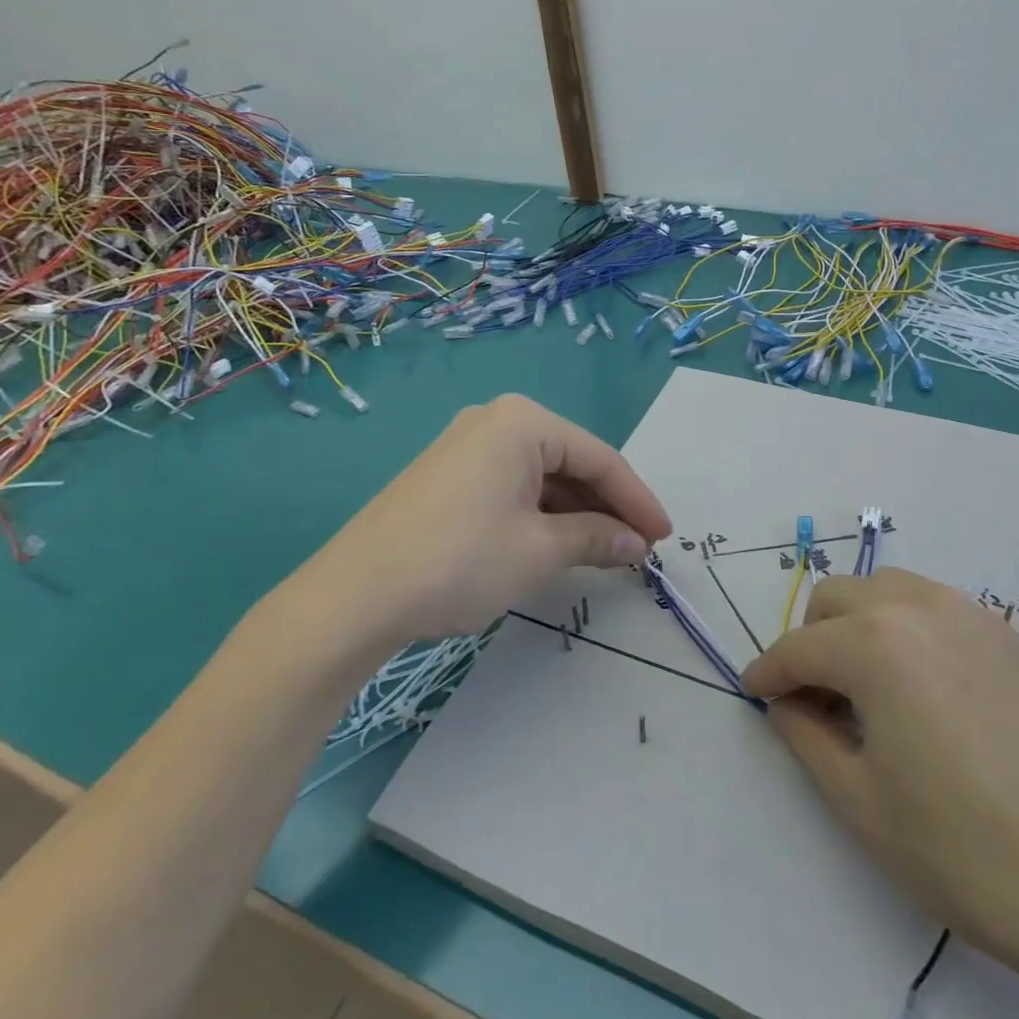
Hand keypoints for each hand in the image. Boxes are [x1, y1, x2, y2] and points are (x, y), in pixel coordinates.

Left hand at [290, 395, 670, 648]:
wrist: (353, 597)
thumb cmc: (459, 561)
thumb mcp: (539, 551)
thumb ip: (596, 539)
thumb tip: (636, 543)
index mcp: (522, 422)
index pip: (599, 458)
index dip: (637, 500)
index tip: (665, 537)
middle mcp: (494, 421)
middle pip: (570, 462)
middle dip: (606, 506)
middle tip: (638, 548)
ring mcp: (466, 446)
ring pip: (541, 476)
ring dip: (575, 513)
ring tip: (604, 552)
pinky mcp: (448, 476)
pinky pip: (511, 487)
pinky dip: (540, 515)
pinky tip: (557, 543)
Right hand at [741, 569, 1018, 986]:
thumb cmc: (969, 852)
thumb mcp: (863, 804)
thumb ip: (807, 738)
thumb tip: (788, 703)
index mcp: (874, 644)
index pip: (798, 647)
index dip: (768, 672)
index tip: (755, 693)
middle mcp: (919, 609)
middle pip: (838, 598)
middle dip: (811, 639)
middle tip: (815, 698)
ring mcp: (973, 616)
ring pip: (888, 590)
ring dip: (859, 623)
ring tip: (869, 688)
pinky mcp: (1012, 637)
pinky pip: (936, 608)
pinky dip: (908, 628)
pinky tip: (926, 690)